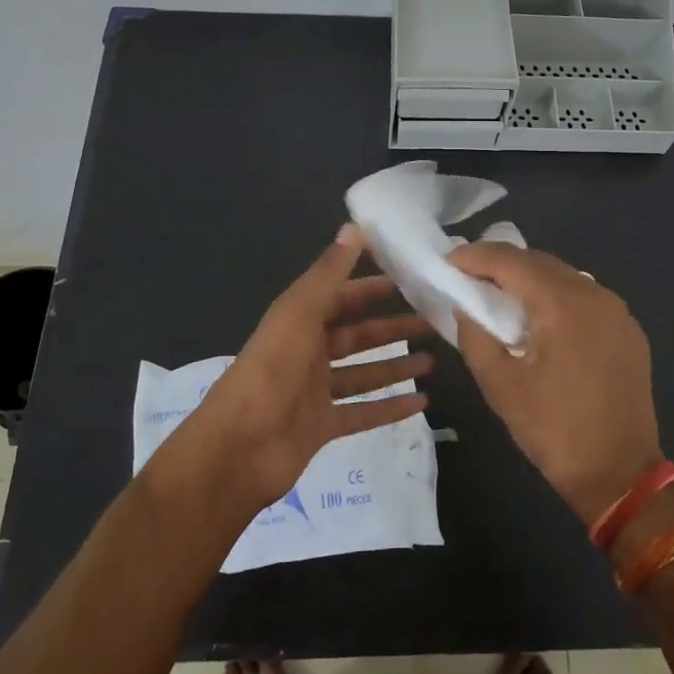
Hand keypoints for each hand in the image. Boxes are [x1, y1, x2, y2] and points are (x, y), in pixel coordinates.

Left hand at [186, 225, 435, 512]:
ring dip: (395, 365)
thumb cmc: (271, 371)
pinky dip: (390, 407)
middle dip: (392, 326)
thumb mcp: (300, 313)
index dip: (373, 286)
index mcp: (299, 320)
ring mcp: (314, 391)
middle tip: (434, 320)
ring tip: (434, 359)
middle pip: (356, 334)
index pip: (341, 295)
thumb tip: (355, 226)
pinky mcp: (322, 426)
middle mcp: (307, 352)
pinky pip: (362, 412)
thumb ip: (329, 273)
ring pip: (363, 373)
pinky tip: (422, 402)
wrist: (238, 448)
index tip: (411, 277)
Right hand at [449, 243, 661, 524]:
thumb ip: (475, 337)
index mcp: (564, 305)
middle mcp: (595, 295)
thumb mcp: (501, 386)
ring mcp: (617, 311)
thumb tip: (465, 307)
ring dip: (529, 278)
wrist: (621, 475)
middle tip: (467, 274)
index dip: (476, 256)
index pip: (512, 262)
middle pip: (540, 262)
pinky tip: (537, 316)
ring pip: (564, 276)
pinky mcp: (627, 330)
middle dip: (501, 263)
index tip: (448, 260)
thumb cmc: (554, 431)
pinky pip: (584, 297)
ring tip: (498, 293)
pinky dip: (554, 296)